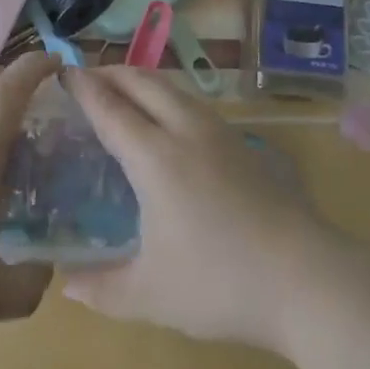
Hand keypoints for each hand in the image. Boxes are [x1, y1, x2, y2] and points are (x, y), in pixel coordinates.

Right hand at [60, 66, 355, 354]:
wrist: (307, 280)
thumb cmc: (220, 284)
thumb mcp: (150, 295)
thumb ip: (101, 288)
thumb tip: (64, 283)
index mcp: (155, 157)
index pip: (110, 108)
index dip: (83, 87)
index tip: (62, 73)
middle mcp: (185, 131)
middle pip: (142, 82)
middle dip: (110, 72)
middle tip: (85, 79)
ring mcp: (219, 133)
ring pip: (172, 87)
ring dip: (141, 81)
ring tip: (122, 94)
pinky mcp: (243, 145)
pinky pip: (192, 103)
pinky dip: (167, 97)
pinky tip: (167, 123)